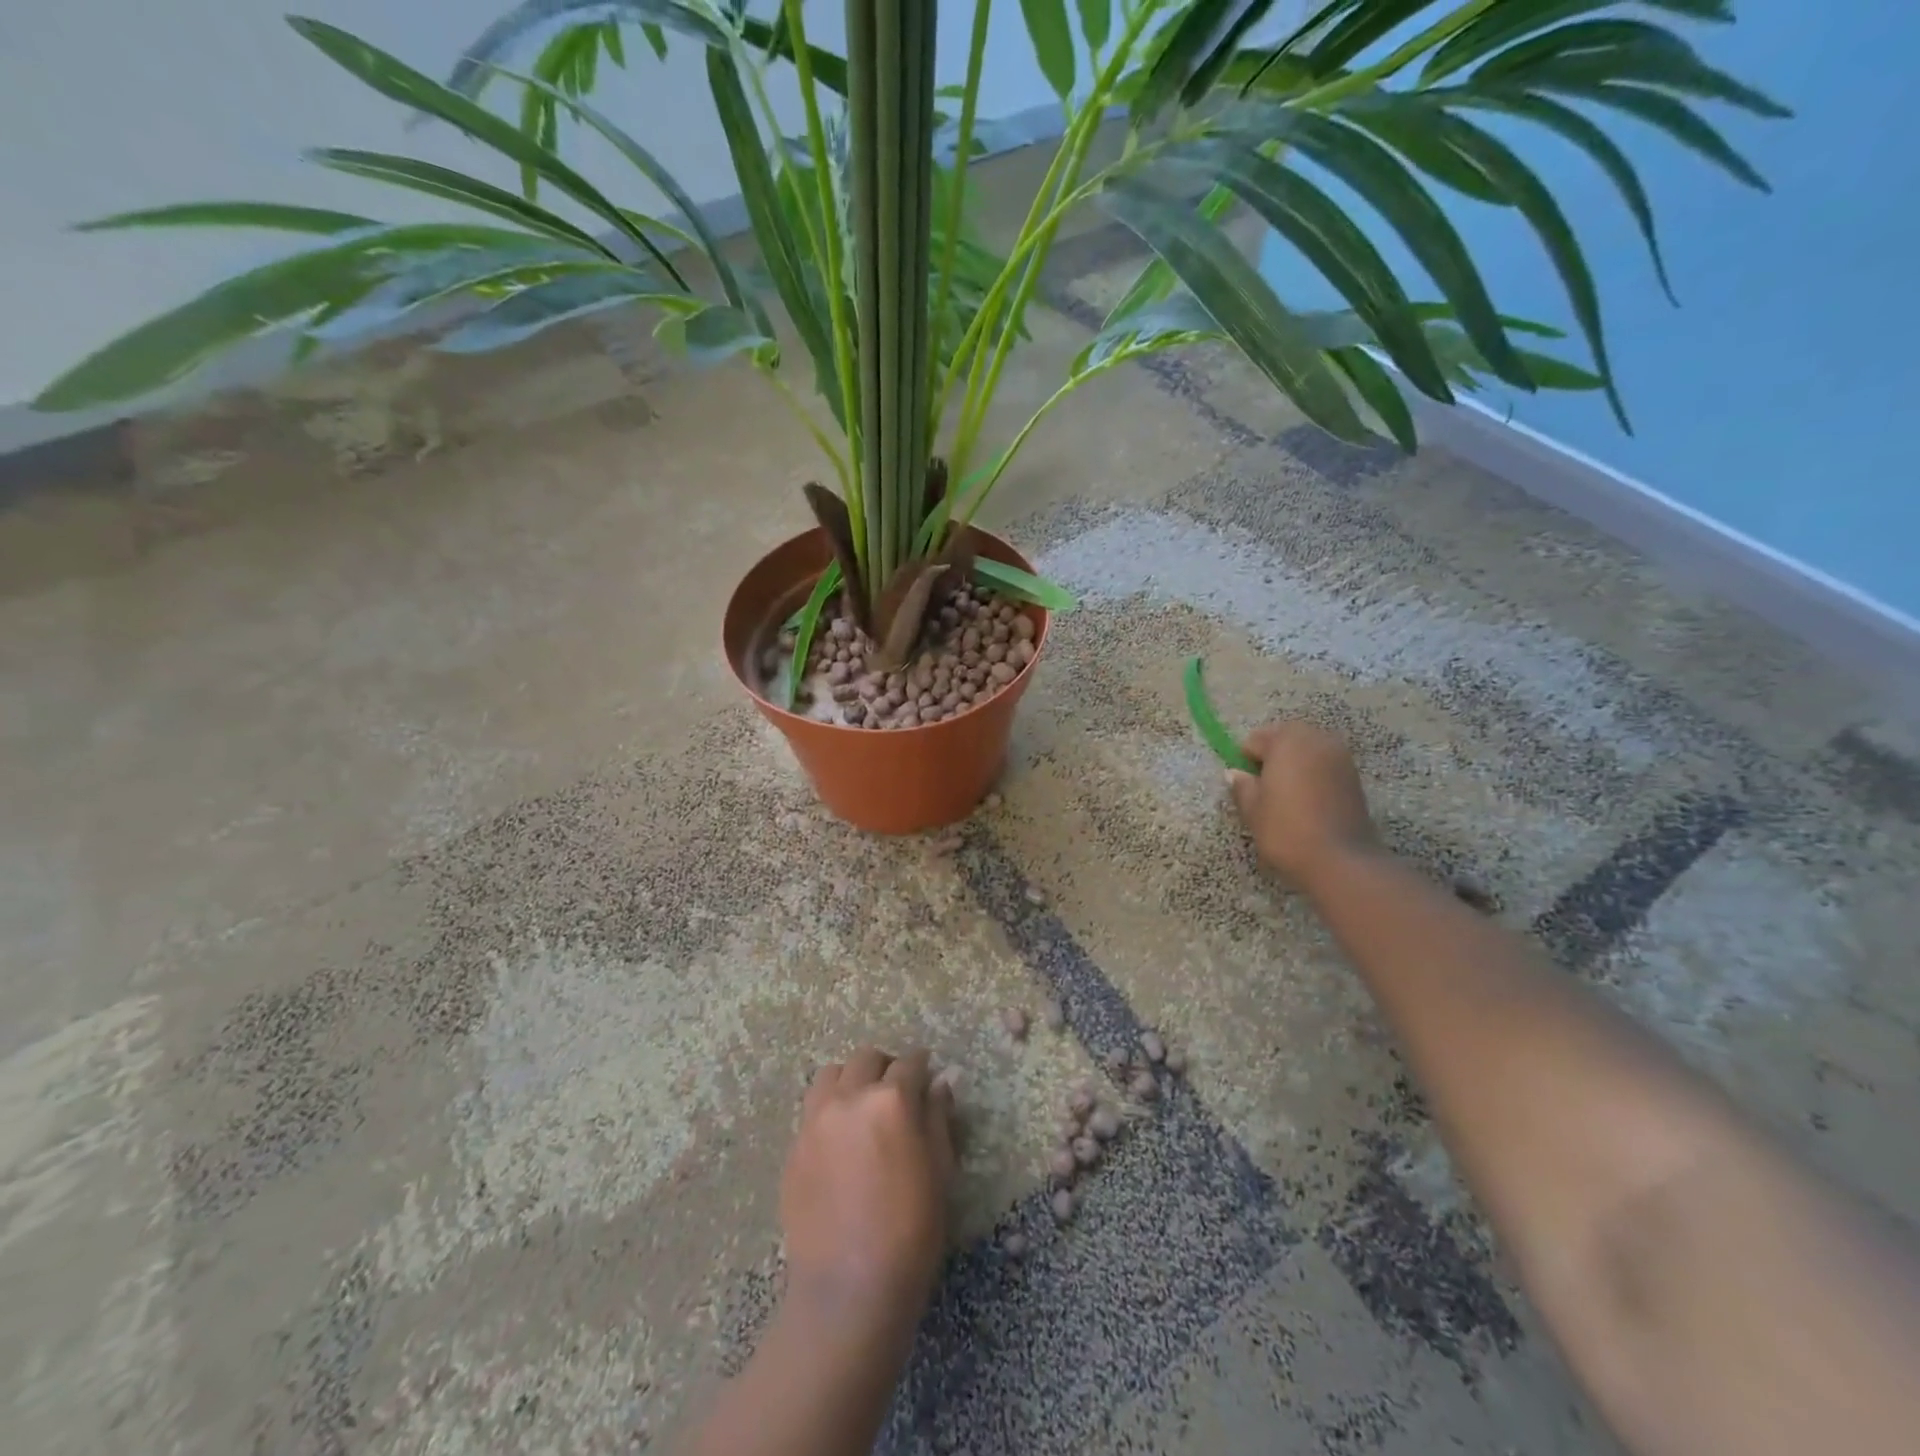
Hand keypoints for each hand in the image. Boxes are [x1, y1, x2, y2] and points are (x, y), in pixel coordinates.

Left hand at [780, 1047, 956, 1344]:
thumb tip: (939, 1082)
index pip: (909, 1064)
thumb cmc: (911, 1232)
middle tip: (896, 1092)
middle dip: (885, 1067)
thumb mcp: (940, 1171)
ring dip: (851, 1080)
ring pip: (832, 1074)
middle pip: (866, 1059)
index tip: (927, 1075)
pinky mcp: (794, 1146)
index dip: (922, 1066)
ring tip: (862, 1108)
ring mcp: (816, 1120)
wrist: (848, 1288)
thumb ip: (938, 1118)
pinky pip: (812, 1109)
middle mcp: (850, 1098)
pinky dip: (830, 1109)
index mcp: (891, 1101)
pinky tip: (841, 1140)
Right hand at [1226, 721, 1379, 887]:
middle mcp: (1316, 739)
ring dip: (1295, 763)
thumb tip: (1235, 773)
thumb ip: (1242, 786)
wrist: (1340, 859)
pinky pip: (1325, 764)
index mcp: (1286, 741)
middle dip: (1272, 756)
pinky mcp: (1354, 776)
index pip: (1255, 739)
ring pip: (1308, 749)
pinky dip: (1313, 774)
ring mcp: (1340, 756)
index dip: (1246, 760)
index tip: (1246, 784)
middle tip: (1264, 787)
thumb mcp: (1253, 810)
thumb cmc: (1286, 830)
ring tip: (1286, 794)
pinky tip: (1307, 799)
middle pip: (1285, 737)